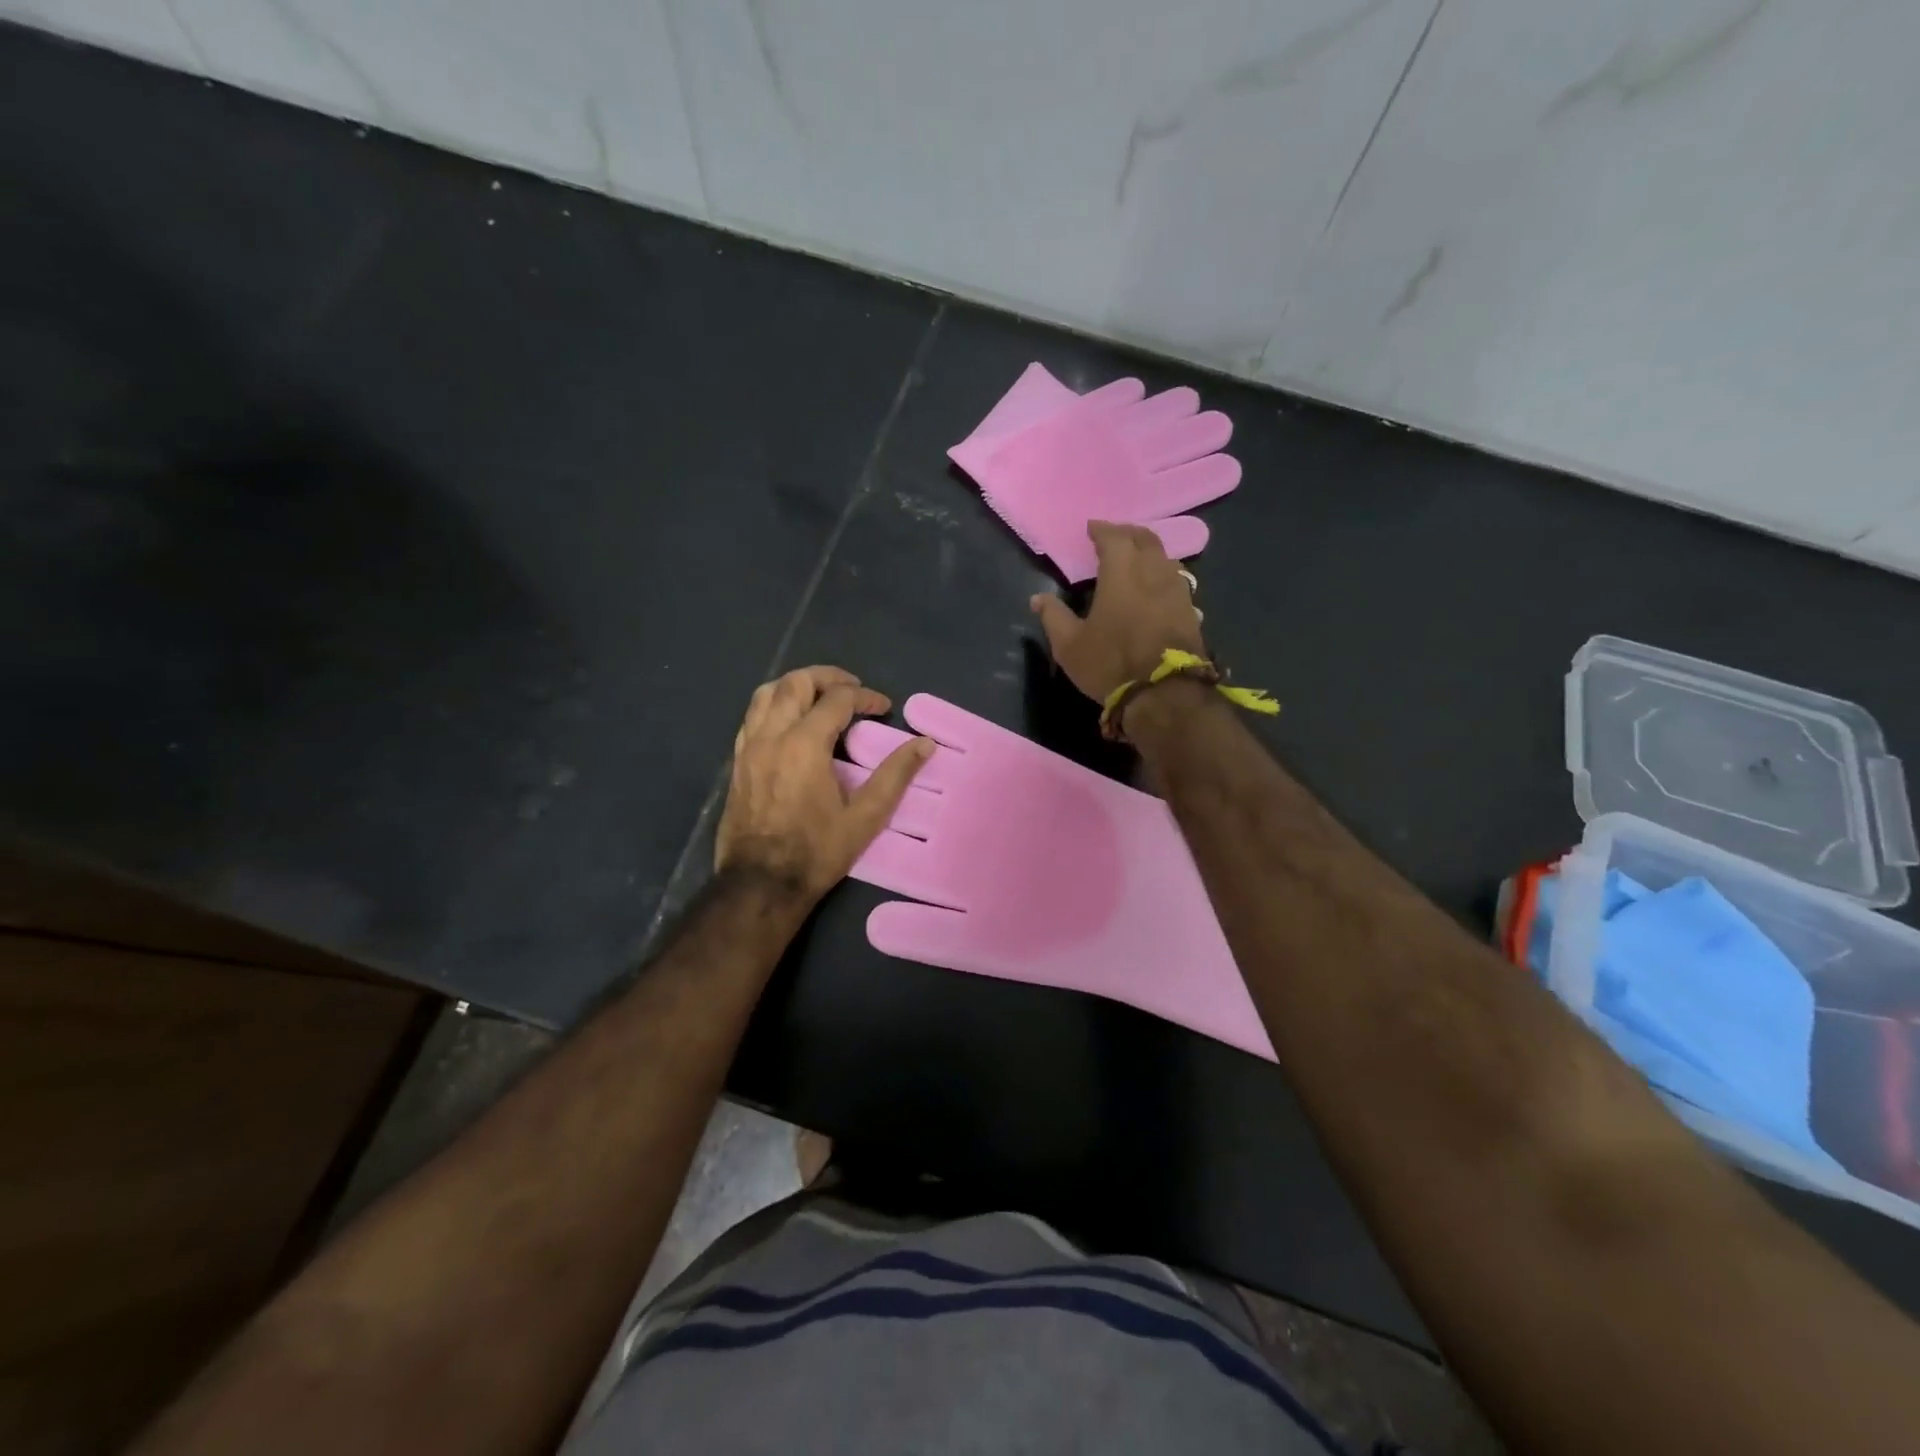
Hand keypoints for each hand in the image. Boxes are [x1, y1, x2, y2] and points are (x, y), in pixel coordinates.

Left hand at [716, 666, 932, 902]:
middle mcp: (771, 736)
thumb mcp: (865, 817)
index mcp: (804, 745)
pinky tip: (791, 723)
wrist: (760, 884)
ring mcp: (748, 747)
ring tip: (820, 697)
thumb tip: (924, 744)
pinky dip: (774, 706)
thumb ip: (895, 775)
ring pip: (766, 693)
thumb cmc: (816, 852)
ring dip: (796, 686)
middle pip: (796, 683)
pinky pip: (753, 717)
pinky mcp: (737, 762)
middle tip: (852, 688)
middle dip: (827, 677)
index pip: (837, 700)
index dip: (866, 697)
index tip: (885, 707)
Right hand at [1029, 521, 1204, 703]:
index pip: (1114, 538)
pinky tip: (1157, 587)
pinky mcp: (1191, 612)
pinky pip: (1177, 581)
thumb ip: (1054, 617)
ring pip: (1165, 558)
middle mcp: (1153, 573)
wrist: (1165, 693)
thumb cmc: (1111, 663)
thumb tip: (1038, 598)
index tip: (1092, 528)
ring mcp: (1177, 592)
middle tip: (1115, 536)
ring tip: (1137, 558)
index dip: (1102, 530)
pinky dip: (1163, 575)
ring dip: (1150, 552)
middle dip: (1129, 533)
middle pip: (1146, 540)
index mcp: (1121, 574)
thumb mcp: (1070, 646)